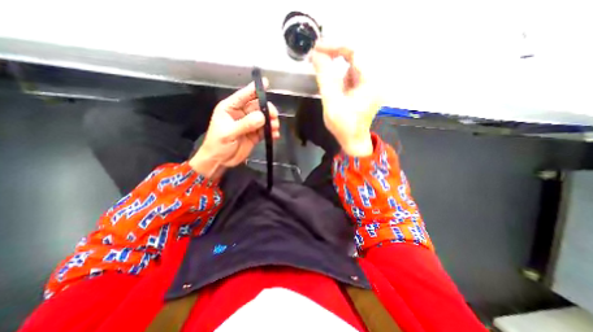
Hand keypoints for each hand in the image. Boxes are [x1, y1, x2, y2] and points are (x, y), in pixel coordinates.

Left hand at [191, 80, 280, 178]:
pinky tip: (275, 135)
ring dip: (271, 122)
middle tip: (274, 117)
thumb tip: (262, 117)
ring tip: (275, 128)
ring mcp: (249, 124)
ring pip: (264, 118)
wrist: (220, 161)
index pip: (243, 95)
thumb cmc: (218, 144)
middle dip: (267, 110)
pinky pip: (265, 130)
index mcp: (230, 108)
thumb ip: (245, 124)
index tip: (266, 83)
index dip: (254, 89)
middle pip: (258, 107)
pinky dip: (271, 132)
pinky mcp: (255, 134)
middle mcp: (241, 114)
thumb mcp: (229, 133)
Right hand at [311, 41, 379, 155]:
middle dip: (335, 53)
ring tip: (323, 69)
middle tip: (317, 55)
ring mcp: (370, 83)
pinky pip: (352, 73)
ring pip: (353, 64)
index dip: (335, 46)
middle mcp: (374, 78)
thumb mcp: (332, 102)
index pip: (355, 51)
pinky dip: (340, 73)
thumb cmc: (343, 126)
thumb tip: (316, 55)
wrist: (353, 140)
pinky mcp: (364, 88)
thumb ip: (324, 78)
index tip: (318, 48)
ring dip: (337, 64)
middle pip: (355, 55)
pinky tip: (332, 81)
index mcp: (370, 81)